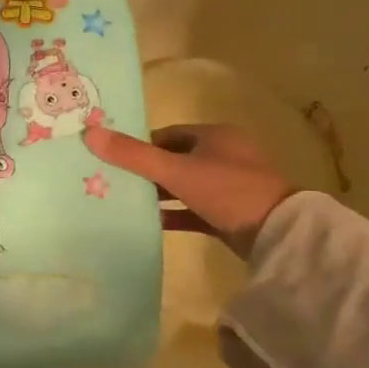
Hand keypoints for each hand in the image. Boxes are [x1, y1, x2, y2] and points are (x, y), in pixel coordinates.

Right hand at [84, 121, 293, 257]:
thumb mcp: (176, 171)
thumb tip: (89, 133)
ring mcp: (229, 186)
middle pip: (173, 159)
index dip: (139, 145)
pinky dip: (173, 214)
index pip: (167, 134)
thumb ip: (133, 155)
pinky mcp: (230, 213)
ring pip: (183, 185)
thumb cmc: (228, 191)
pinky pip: (193, 209)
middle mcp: (223, 156)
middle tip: (112, 181)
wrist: (279, 235)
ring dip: (157, 193)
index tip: (113, 159)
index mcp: (215, 136)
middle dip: (145, 171)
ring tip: (124, 201)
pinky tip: (149, 222)